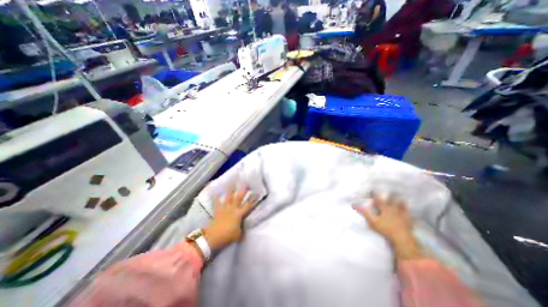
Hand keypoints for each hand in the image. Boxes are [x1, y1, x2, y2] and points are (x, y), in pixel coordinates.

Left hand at [203, 186, 259, 251]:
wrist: (213, 238)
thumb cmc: (227, 236)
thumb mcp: (238, 235)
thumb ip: (241, 229)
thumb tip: (243, 228)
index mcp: (239, 214)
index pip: (248, 205)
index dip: (253, 199)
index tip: (257, 193)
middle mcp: (233, 209)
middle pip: (239, 197)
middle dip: (242, 190)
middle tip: (245, 182)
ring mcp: (224, 208)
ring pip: (228, 197)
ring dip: (229, 189)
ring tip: (230, 181)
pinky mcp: (217, 210)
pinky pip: (215, 202)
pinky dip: (214, 197)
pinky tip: (214, 191)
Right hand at [353, 193, 424, 259]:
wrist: (402, 239)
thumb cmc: (385, 229)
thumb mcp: (372, 221)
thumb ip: (364, 212)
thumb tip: (354, 205)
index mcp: (385, 209)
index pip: (378, 200)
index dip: (375, 195)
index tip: (372, 190)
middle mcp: (394, 210)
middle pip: (392, 201)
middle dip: (391, 196)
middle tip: (391, 191)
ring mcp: (403, 216)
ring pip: (403, 208)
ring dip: (402, 204)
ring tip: (404, 200)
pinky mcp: (409, 223)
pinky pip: (410, 218)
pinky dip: (411, 216)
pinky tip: (412, 216)